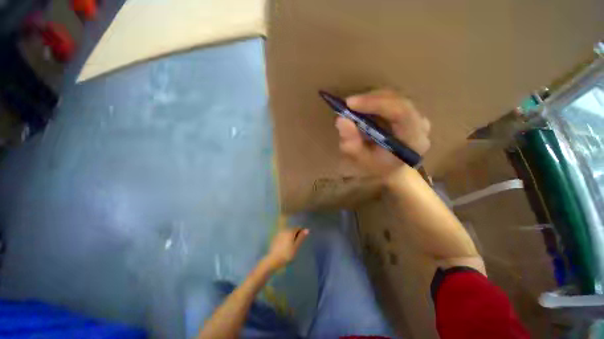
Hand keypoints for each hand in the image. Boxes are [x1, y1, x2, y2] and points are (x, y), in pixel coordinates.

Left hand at [263, 228, 308, 270]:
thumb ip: (301, 237)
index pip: (298, 228)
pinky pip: (282, 236)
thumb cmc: (287, 254)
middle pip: (292, 229)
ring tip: (291, 245)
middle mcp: (284, 230)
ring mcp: (279, 234)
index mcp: (290, 231)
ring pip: (287, 233)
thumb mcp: (296, 246)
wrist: (273, 260)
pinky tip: (285, 246)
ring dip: (290, 236)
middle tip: (297, 243)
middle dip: (295, 234)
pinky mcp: (274, 238)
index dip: (301, 233)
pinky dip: (285, 239)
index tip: (302, 240)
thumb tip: (307, 229)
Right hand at [335, 89, 430, 176]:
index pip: (401, 112)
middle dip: (370, 100)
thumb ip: (351, 144)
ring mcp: (417, 117)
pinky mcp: (410, 113)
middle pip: (398, 101)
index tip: (350, 104)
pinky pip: (392, 100)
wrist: (391, 169)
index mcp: (414, 141)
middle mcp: (421, 126)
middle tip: (348, 105)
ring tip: (353, 108)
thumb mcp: (361, 160)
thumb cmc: (377, 168)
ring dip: (371, 100)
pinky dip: (375, 101)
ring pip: (394, 98)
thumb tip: (341, 120)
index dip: (374, 104)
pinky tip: (363, 108)